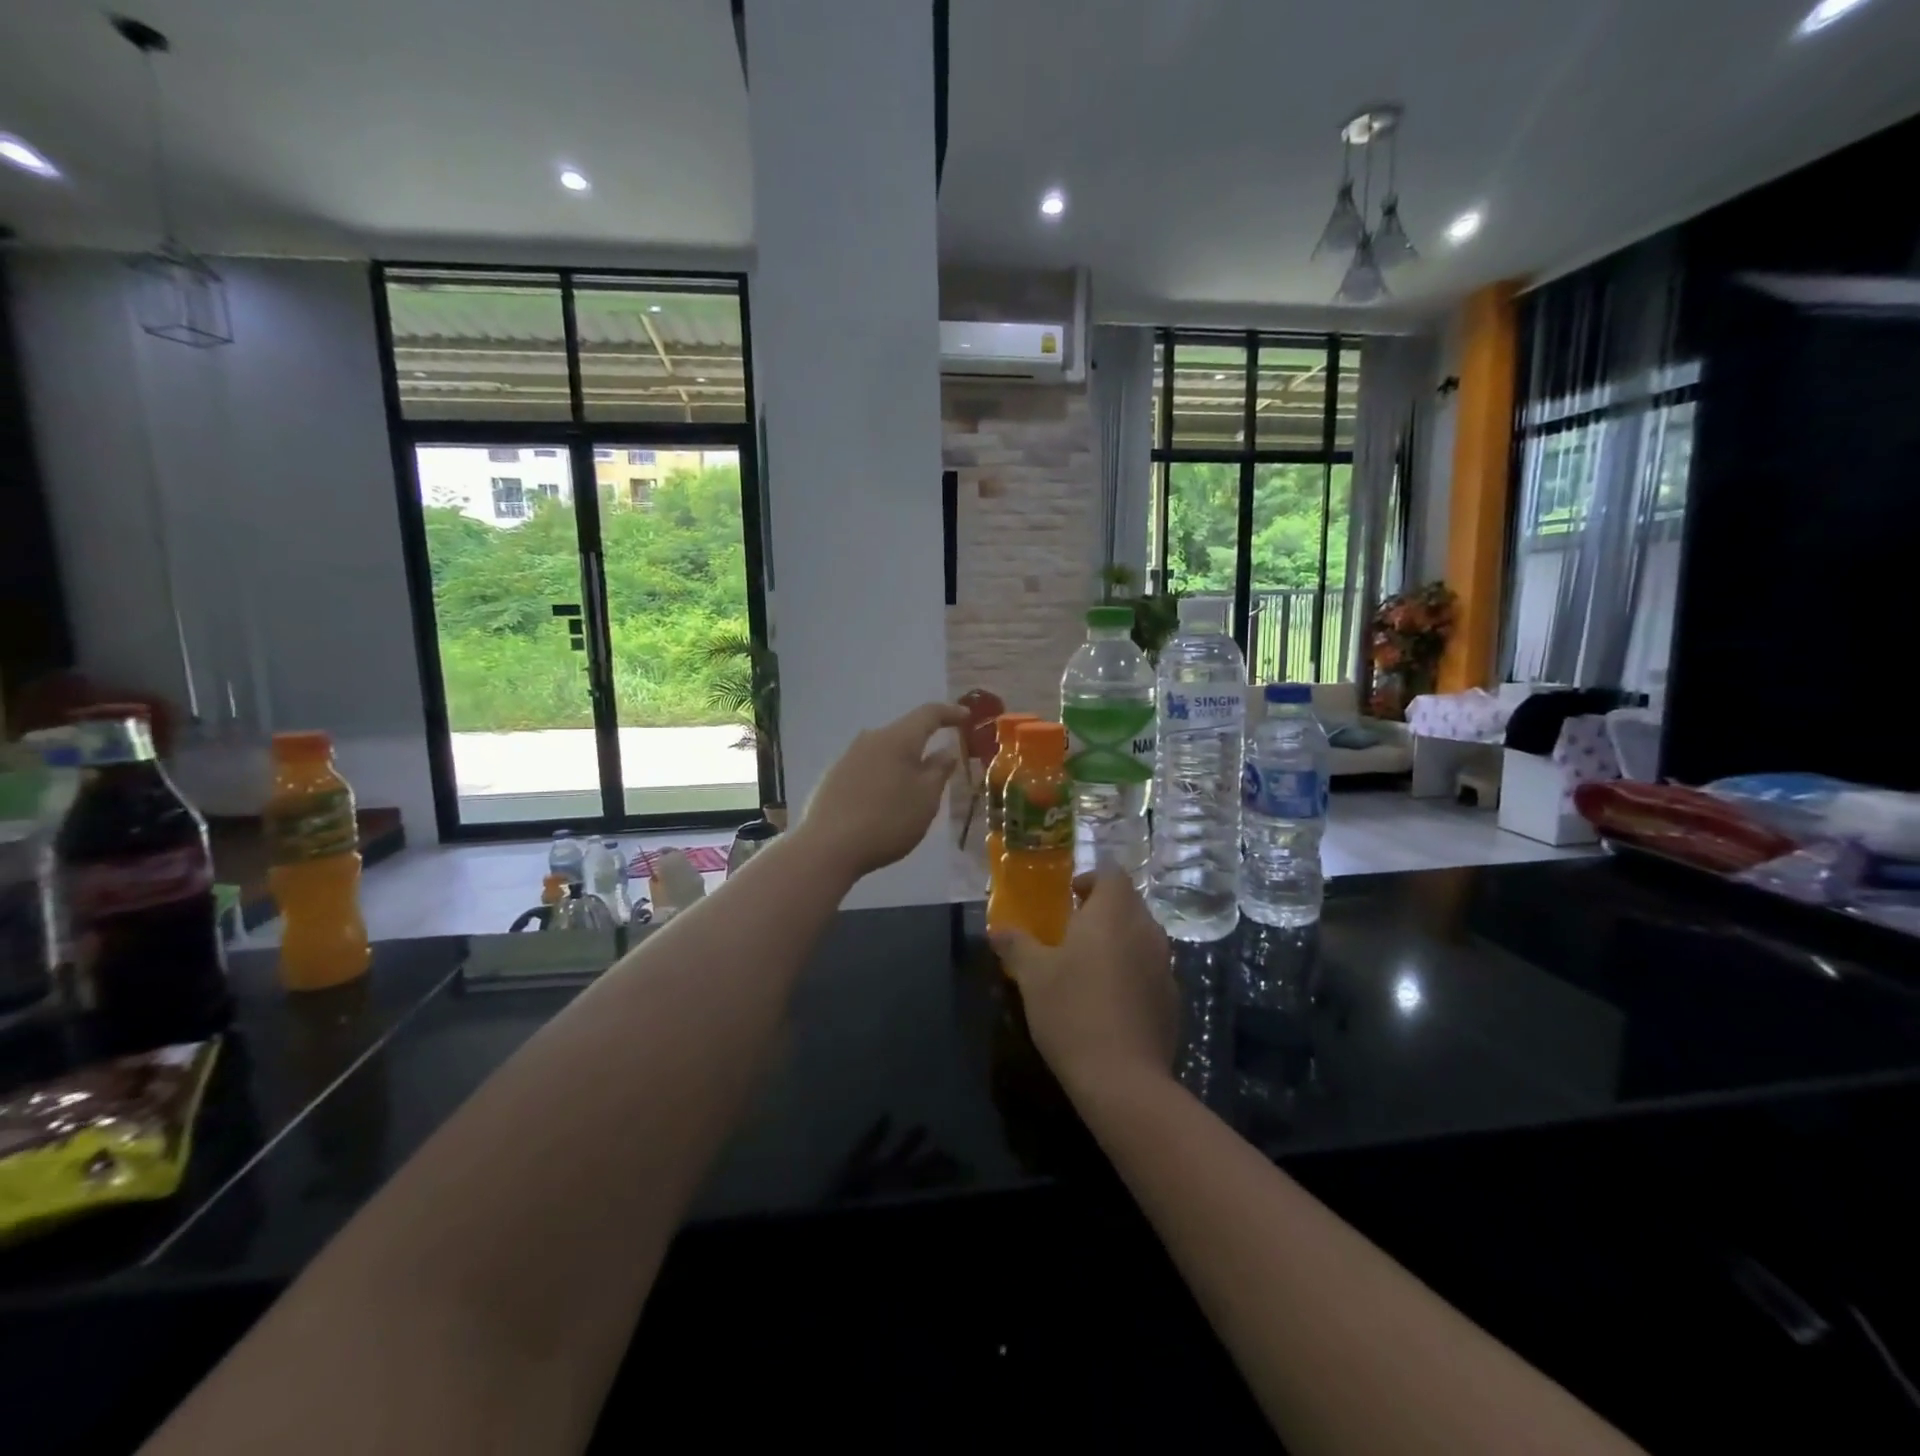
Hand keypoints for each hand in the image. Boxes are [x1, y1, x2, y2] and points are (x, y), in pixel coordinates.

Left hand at [797, 702, 969, 880]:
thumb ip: (939, 770)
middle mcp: (871, 739)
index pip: (928, 714)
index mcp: (898, 738)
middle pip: (904, 733)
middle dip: (925, 743)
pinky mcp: (833, 777)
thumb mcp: (926, 798)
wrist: (828, 847)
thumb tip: (946, 750)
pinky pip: (868, 768)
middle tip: (943, 763)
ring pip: (885, 751)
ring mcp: (848, 757)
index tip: (967, 716)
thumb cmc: (888, 819)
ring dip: (903, 763)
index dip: (950, 713)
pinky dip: (884, 777)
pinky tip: (885, 801)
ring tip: (914, 788)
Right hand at [991, 868, 1177, 1096]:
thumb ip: (1016, 945)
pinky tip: (1109, 1001)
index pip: (1111, 873)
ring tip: (1088, 966)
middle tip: (1071, 932)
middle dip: (1102, 910)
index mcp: (1114, 913)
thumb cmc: (1072, 1011)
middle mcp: (1146, 930)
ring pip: (1141, 936)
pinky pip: (1150, 969)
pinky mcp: (1172, 998)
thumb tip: (997, 930)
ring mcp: (1165, 965)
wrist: (1123, 1079)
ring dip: (1118, 941)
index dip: (1090, 878)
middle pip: (1128, 903)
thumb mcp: (1032, 975)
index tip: (1068, 898)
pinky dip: (1132, 972)